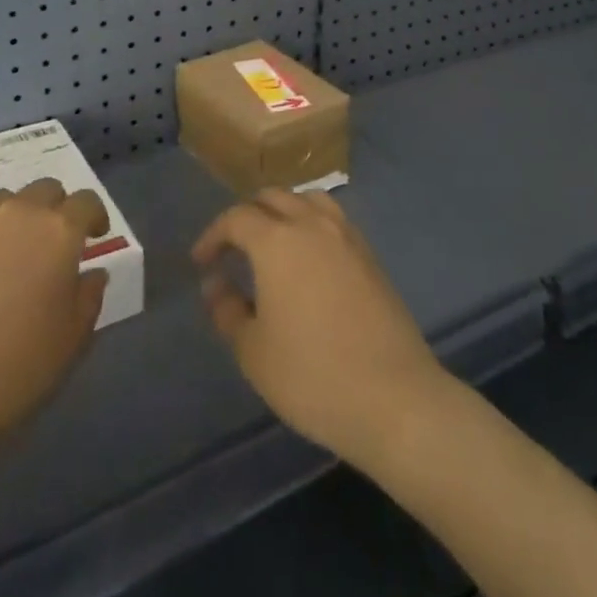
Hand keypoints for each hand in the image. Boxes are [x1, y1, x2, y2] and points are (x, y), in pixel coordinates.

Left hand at [0, 179, 109, 466]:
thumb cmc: (16, 368)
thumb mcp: (73, 339)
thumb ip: (89, 296)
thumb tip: (92, 273)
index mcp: (58, 231)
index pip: (86, 202)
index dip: (94, 215)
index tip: (94, 236)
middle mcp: (17, 213)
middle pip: (44, 189)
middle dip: (55, 209)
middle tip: (52, 243)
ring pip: (1, 201)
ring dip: (13, 217)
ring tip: (6, 251)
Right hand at [192, 188, 452, 470]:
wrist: (394, 398)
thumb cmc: (313, 376)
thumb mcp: (254, 351)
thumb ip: (227, 310)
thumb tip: (215, 284)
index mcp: (277, 240)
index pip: (236, 218)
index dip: (213, 235)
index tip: (201, 262)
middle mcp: (312, 224)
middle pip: (273, 198)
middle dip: (246, 216)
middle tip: (232, 249)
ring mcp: (347, 236)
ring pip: (307, 200)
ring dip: (283, 211)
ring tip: (271, 242)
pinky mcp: (370, 255)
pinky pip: (333, 220)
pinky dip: (311, 224)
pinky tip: (309, 259)